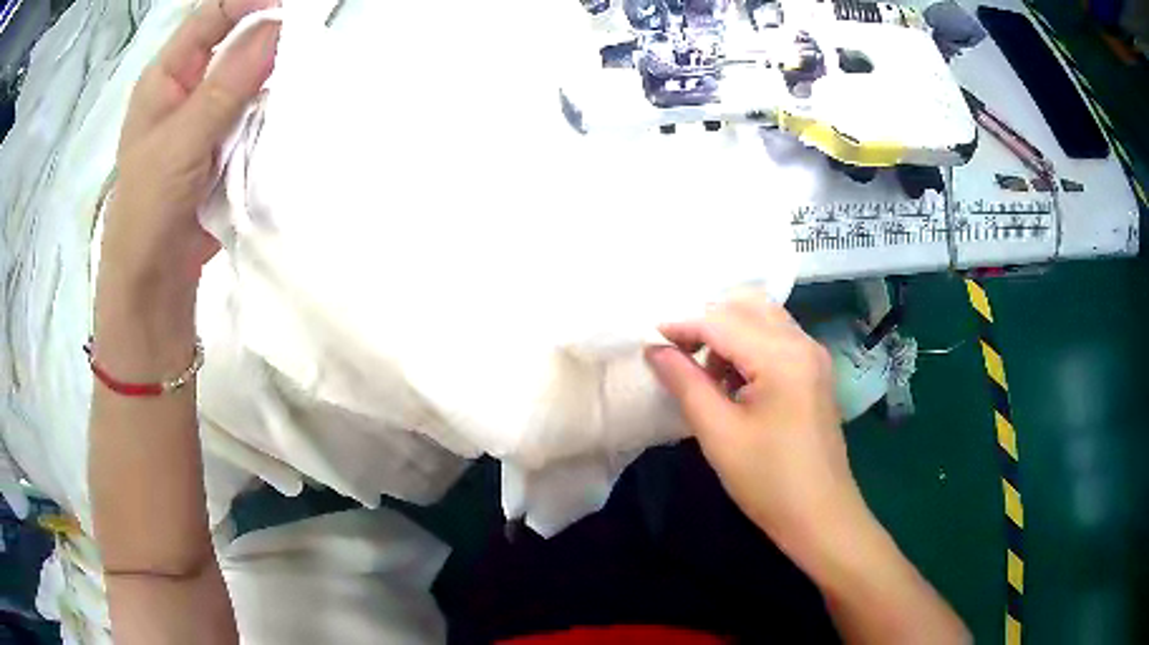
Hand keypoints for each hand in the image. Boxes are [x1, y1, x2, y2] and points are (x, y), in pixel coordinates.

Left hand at [99, 0, 279, 303]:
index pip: (211, 16)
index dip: (248, 2)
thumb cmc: (148, 208)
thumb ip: (225, 86)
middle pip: (235, 40)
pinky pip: (256, 112)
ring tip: (301, 81)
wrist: (155, 279)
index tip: (290, 10)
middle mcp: (189, 86)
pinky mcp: (225, 143)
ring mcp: (208, 115)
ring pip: (251, 76)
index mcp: (167, 75)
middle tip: (303, 46)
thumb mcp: (181, 142)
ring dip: (275, 76)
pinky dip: (274, 110)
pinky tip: (291, 114)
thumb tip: (277, 28)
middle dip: (269, 38)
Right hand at [645, 293, 864, 560]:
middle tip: (677, 353)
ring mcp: (814, 356)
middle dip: (707, 322)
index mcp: (781, 356)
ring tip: (706, 372)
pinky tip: (734, 381)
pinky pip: (777, 339)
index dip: (681, 326)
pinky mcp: (815, 371)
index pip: (721, 322)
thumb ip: (685, 383)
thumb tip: (655, 350)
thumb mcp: (718, 433)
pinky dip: (749, 345)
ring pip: (763, 319)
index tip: (649, 342)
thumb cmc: (767, 480)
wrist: (820, 515)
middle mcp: (802, 343)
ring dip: (729, 332)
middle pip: (746, 307)